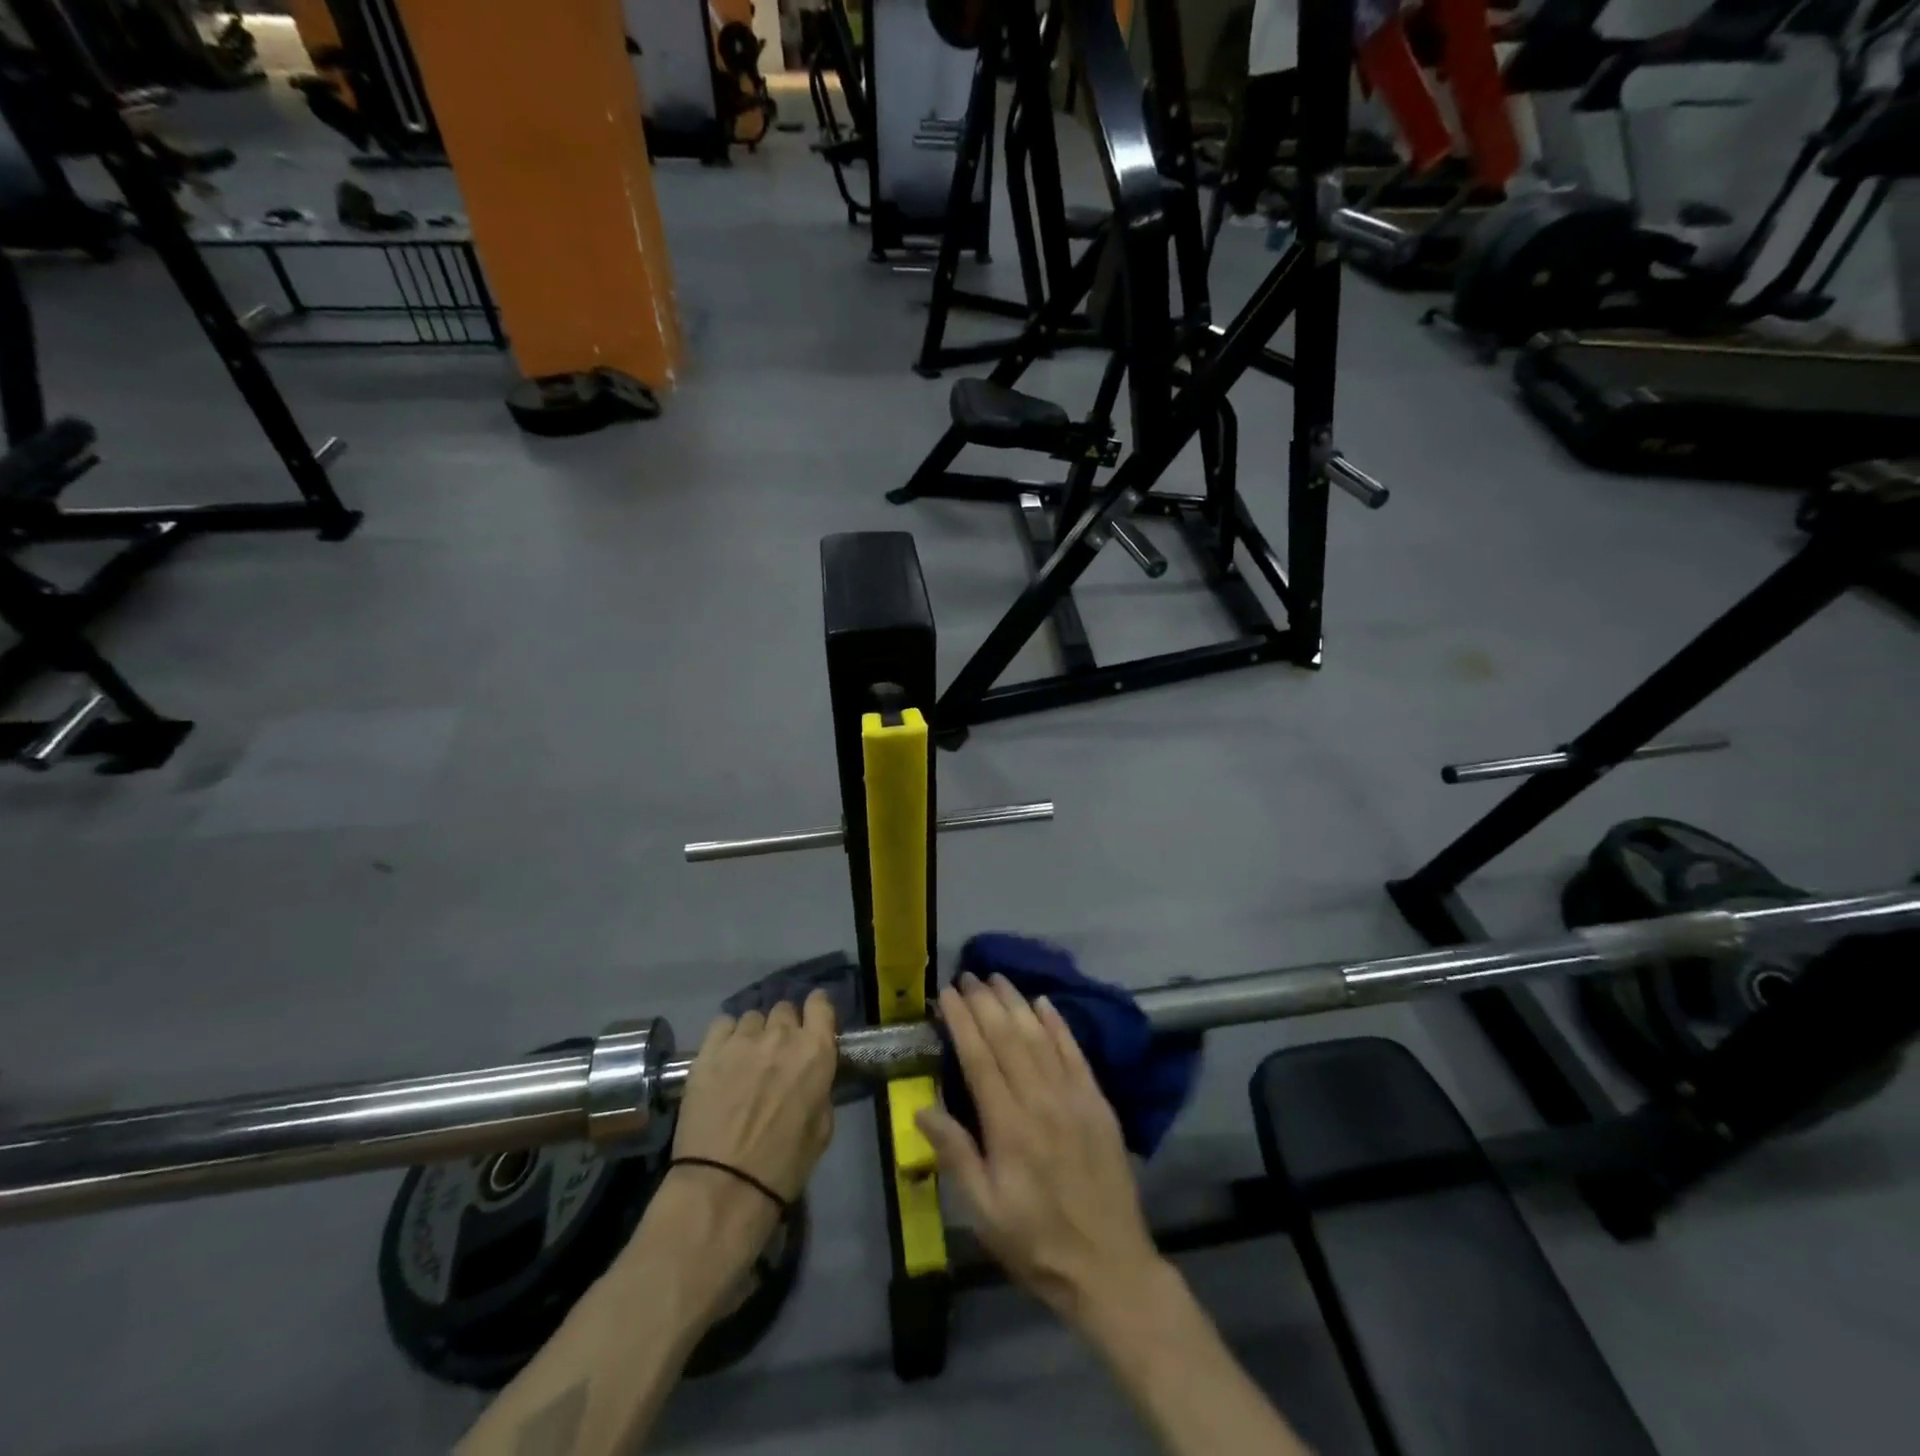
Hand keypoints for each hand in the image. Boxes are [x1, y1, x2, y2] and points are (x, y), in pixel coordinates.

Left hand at [670, 991, 838, 1203]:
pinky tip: (723, 1057)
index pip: (821, 1004)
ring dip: (754, 1033)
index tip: (812, 1020)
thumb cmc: (783, 1165)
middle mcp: (782, 1035)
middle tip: (777, 1053)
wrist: (724, 1186)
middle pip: (784, 1009)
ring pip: (752, 1017)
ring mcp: (742, 1040)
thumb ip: (820, 1090)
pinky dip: (726, 1036)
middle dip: (783, 1026)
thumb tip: (811, 1078)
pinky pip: (722, 1025)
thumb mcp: (822, 1128)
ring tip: (746, 1058)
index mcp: (815, 1051)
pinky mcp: (709, 1051)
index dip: (817, 1009)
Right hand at [916, 973, 1163, 1330]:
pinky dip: (1059, 1024)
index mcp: (1008, 1126)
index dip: (962, 1021)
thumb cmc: (1036, 1242)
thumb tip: (922, 1107)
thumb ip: (955, 1155)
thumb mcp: (984, 1212)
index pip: (979, 1058)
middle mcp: (1041, 1100)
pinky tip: (1045, 1003)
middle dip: (985, 1002)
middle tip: (967, 975)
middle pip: (1009, 1037)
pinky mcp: (1098, 1102)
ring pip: (1040, 1037)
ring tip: (997, 978)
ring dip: (1017, 1003)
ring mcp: (1074, 1097)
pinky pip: (1075, 1052)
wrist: (1109, 1266)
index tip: (947, 994)